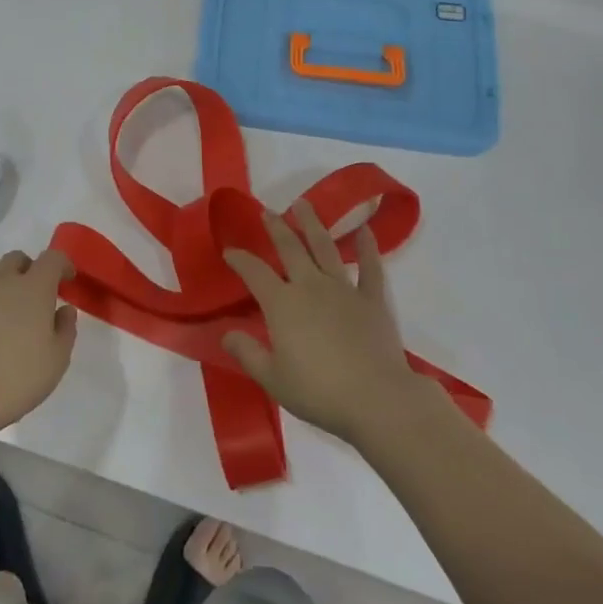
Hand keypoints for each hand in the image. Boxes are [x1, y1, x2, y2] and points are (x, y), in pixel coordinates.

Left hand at [0, 249, 78, 435]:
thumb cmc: (16, 377)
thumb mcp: (56, 360)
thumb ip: (65, 329)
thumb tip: (64, 310)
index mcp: (33, 287)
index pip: (52, 258)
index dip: (63, 265)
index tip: (68, 280)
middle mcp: (2, 283)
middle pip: (16, 259)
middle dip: (29, 270)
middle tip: (36, 297)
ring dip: (3, 289)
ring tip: (9, 320)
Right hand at [221, 203, 428, 445]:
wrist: (377, 399)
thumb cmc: (319, 392)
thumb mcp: (273, 379)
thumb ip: (247, 353)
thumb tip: (226, 332)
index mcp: (282, 304)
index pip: (254, 273)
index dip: (240, 259)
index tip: (229, 250)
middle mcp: (311, 287)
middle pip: (290, 249)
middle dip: (276, 228)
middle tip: (268, 211)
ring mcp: (344, 290)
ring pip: (325, 248)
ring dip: (313, 224)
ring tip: (304, 203)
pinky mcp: (372, 300)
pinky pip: (370, 267)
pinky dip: (367, 247)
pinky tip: (365, 229)